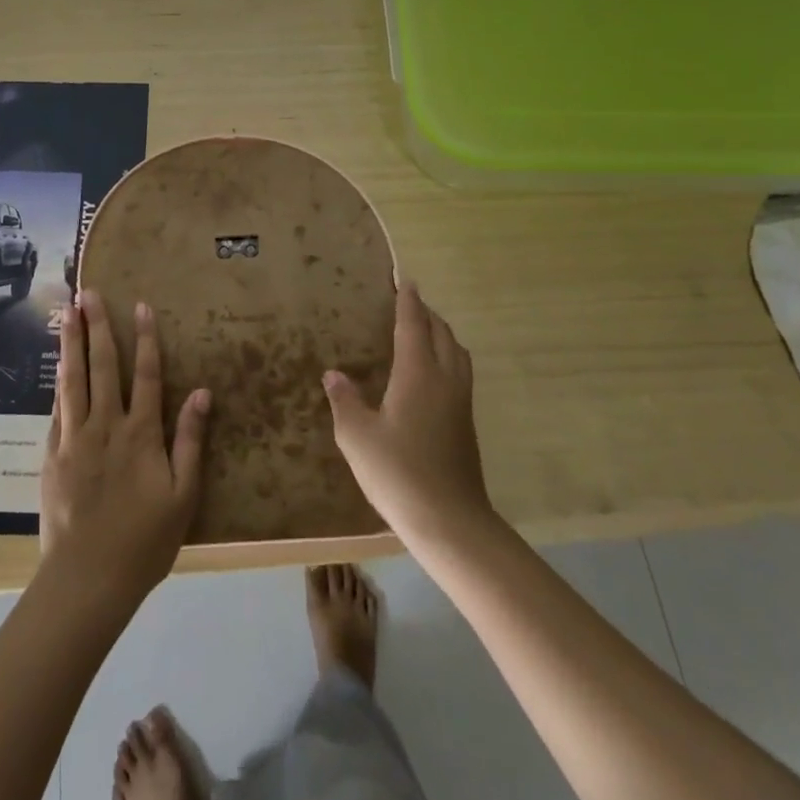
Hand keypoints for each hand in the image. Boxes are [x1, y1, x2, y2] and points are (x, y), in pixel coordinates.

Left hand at [40, 290, 210, 605]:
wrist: (88, 578)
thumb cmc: (145, 540)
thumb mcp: (183, 495)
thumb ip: (190, 440)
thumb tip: (201, 392)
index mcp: (140, 434)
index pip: (144, 374)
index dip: (144, 338)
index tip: (140, 305)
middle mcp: (105, 426)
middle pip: (102, 366)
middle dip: (97, 326)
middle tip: (89, 292)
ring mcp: (74, 438)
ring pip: (73, 379)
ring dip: (70, 343)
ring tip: (66, 312)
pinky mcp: (52, 455)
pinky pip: (56, 408)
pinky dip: (58, 381)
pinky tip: (57, 364)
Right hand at [323, 282, 493, 545]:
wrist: (449, 520)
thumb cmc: (397, 472)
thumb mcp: (357, 436)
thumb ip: (345, 401)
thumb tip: (334, 374)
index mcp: (418, 374)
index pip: (413, 326)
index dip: (408, 301)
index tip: (404, 280)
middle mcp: (445, 379)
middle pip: (442, 334)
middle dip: (427, 314)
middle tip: (409, 302)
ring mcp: (460, 402)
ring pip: (457, 353)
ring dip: (442, 334)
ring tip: (423, 332)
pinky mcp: (466, 423)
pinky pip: (460, 373)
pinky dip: (447, 357)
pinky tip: (431, 374)